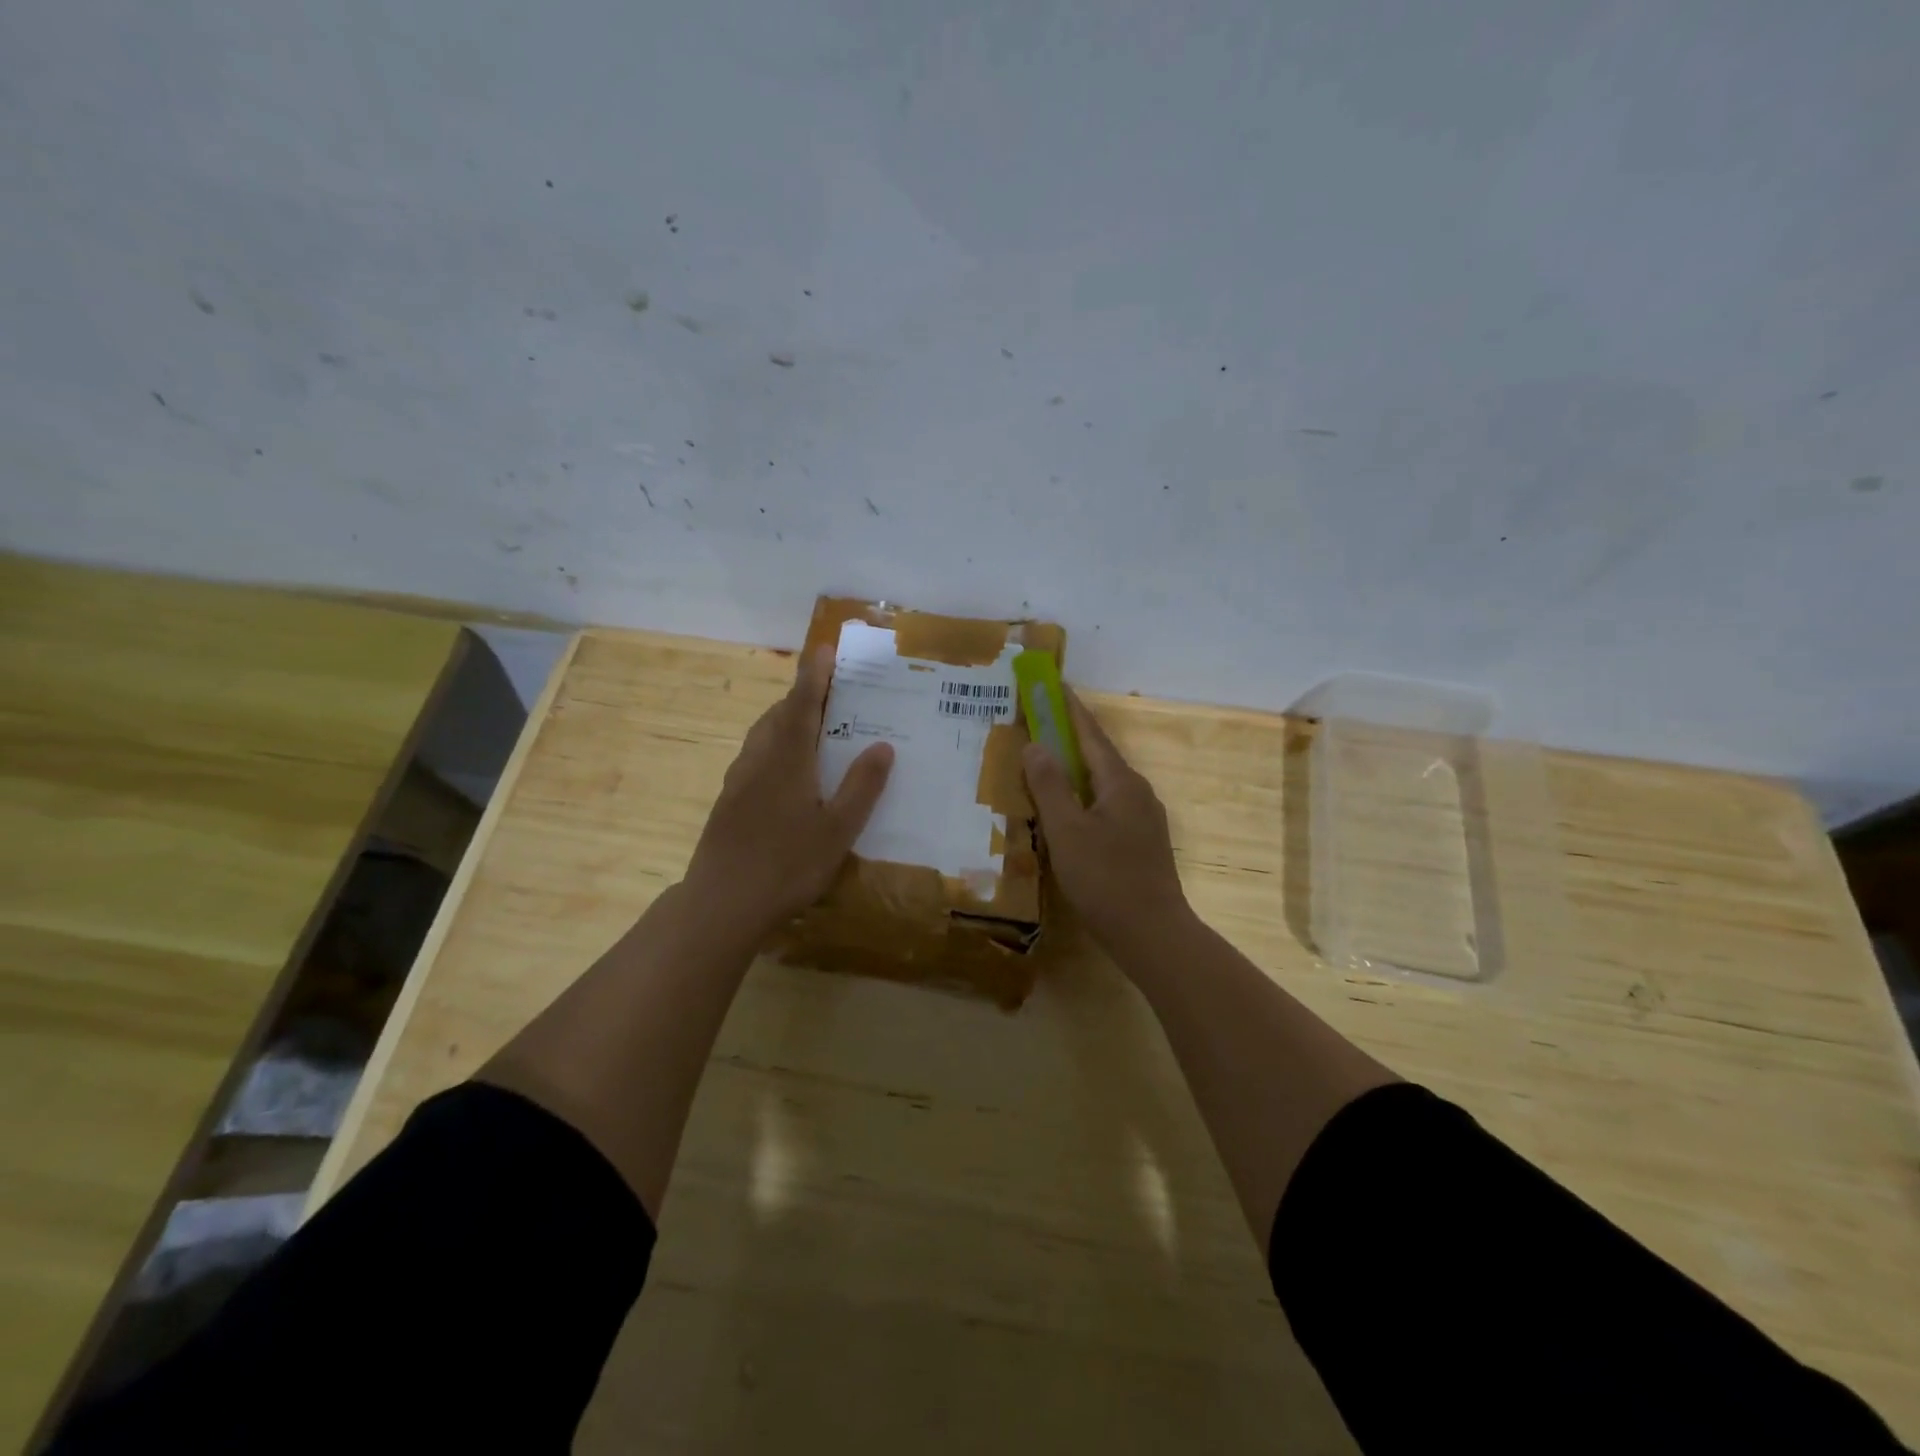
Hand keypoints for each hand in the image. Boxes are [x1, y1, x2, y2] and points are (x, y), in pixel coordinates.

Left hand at [682, 648, 893, 937]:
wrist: (722, 903)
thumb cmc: (787, 865)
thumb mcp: (838, 830)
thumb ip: (861, 787)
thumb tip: (883, 745)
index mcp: (788, 759)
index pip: (802, 704)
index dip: (814, 675)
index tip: (824, 649)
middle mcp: (759, 760)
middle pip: (778, 715)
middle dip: (801, 696)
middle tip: (828, 690)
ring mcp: (738, 781)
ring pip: (762, 736)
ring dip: (785, 720)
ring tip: (810, 725)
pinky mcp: (728, 802)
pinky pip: (755, 758)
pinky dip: (774, 747)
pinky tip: (787, 772)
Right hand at [1022, 688, 1190, 950]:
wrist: (1153, 934)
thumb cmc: (1106, 879)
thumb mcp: (1067, 831)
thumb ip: (1050, 786)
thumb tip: (1036, 744)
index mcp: (1120, 782)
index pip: (1090, 734)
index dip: (1069, 708)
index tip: (1052, 684)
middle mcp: (1137, 792)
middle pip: (1098, 756)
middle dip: (1068, 738)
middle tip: (1037, 725)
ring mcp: (1143, 818)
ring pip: (1102, 783)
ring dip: (1075, 770)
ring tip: (1045, 767)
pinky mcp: (1141, 842)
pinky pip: (1106, 806)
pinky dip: (1083, 797)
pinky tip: (1067, 813)